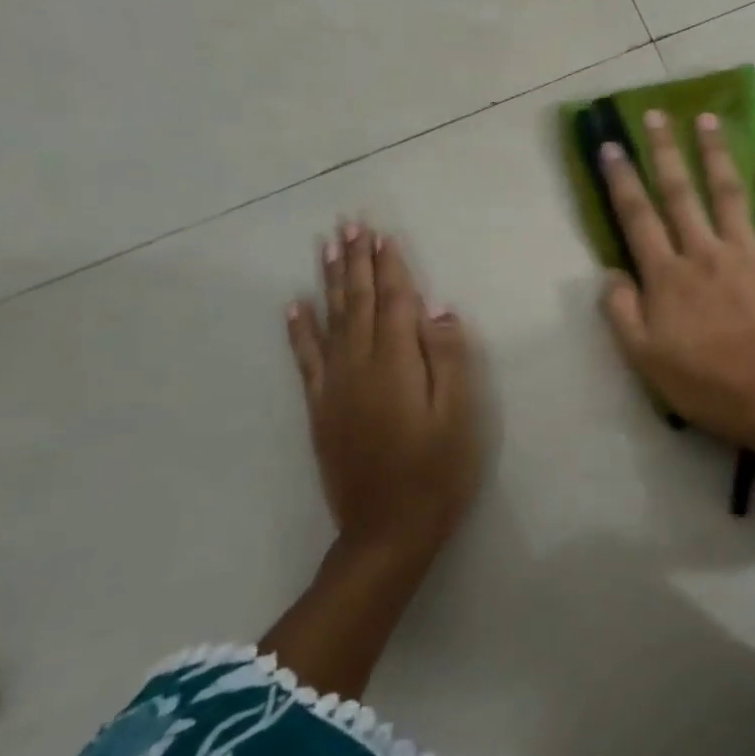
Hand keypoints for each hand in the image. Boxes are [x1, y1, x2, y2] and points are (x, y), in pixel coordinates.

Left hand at [286, 220, 483, 580]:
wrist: (388, 531)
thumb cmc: (438, 471)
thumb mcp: (459, 415)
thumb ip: (449, 358)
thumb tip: (438, 310)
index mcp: (397, 365)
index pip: (393, 303)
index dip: (390, 267)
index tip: (383, 234)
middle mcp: (359, 367)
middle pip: (357, 303)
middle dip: (355, 262)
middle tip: (349, 224)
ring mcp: (334, 388)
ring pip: (330, 322)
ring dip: (330, 282)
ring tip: (326, 248)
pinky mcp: (321, 409)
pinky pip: (306, 359)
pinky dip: (299, 329)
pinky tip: (295, 306)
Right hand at [599, 110, 754, 454]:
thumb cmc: (704, 383)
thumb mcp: (644, 359)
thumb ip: (621, 312)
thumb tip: (610, 271)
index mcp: (667, 275)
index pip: (638, 217)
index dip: (622, 180)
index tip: (611, 146)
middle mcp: (703, 252)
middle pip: (680, 193)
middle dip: (665, 151)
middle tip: (656, 114)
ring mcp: (746, 252)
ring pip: (728, 192)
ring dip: (716, 153)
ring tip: (708, 118)